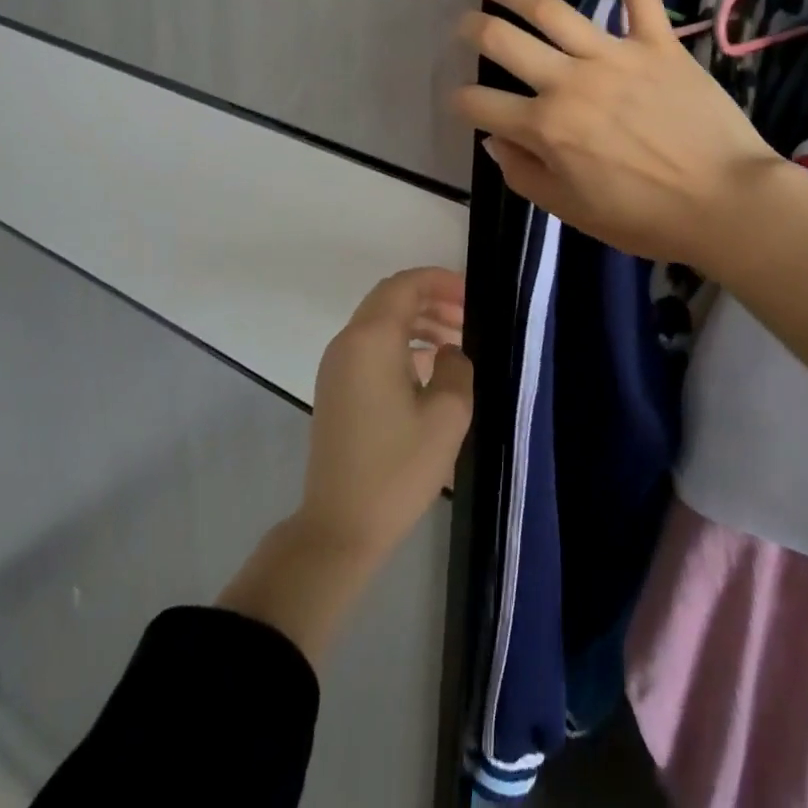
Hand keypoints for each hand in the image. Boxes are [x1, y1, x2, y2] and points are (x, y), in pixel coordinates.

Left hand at [295, 267, 472, 566]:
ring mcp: (336, 365)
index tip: (472, 295)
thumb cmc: (398, 469)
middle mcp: (348, 342)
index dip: (440, 281)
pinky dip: (400, 342)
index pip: (405, 285)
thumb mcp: (448, 415)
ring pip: (379, 321)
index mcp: (372, 339)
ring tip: (455, 341)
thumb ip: (458, 367)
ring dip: (417, 320)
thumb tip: (449, 352)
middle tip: (468, 316)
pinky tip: (429, 366)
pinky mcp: (335, 387)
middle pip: (390, 298)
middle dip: (431, 298)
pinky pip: (370, 345)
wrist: (340, 526)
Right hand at [452, 0, 784, 271]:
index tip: (460, 100)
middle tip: (462, 23)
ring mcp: (614, 55)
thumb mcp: (573, 212)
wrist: (726, 203)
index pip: (481, 104)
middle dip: (471, 28)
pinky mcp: (657, 42)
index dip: (460, 101)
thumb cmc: (646, 218)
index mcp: (546, 128)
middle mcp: (569, 82)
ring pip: (550, 7)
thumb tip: (496, 140)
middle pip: (502, 41)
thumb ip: (525, 175)